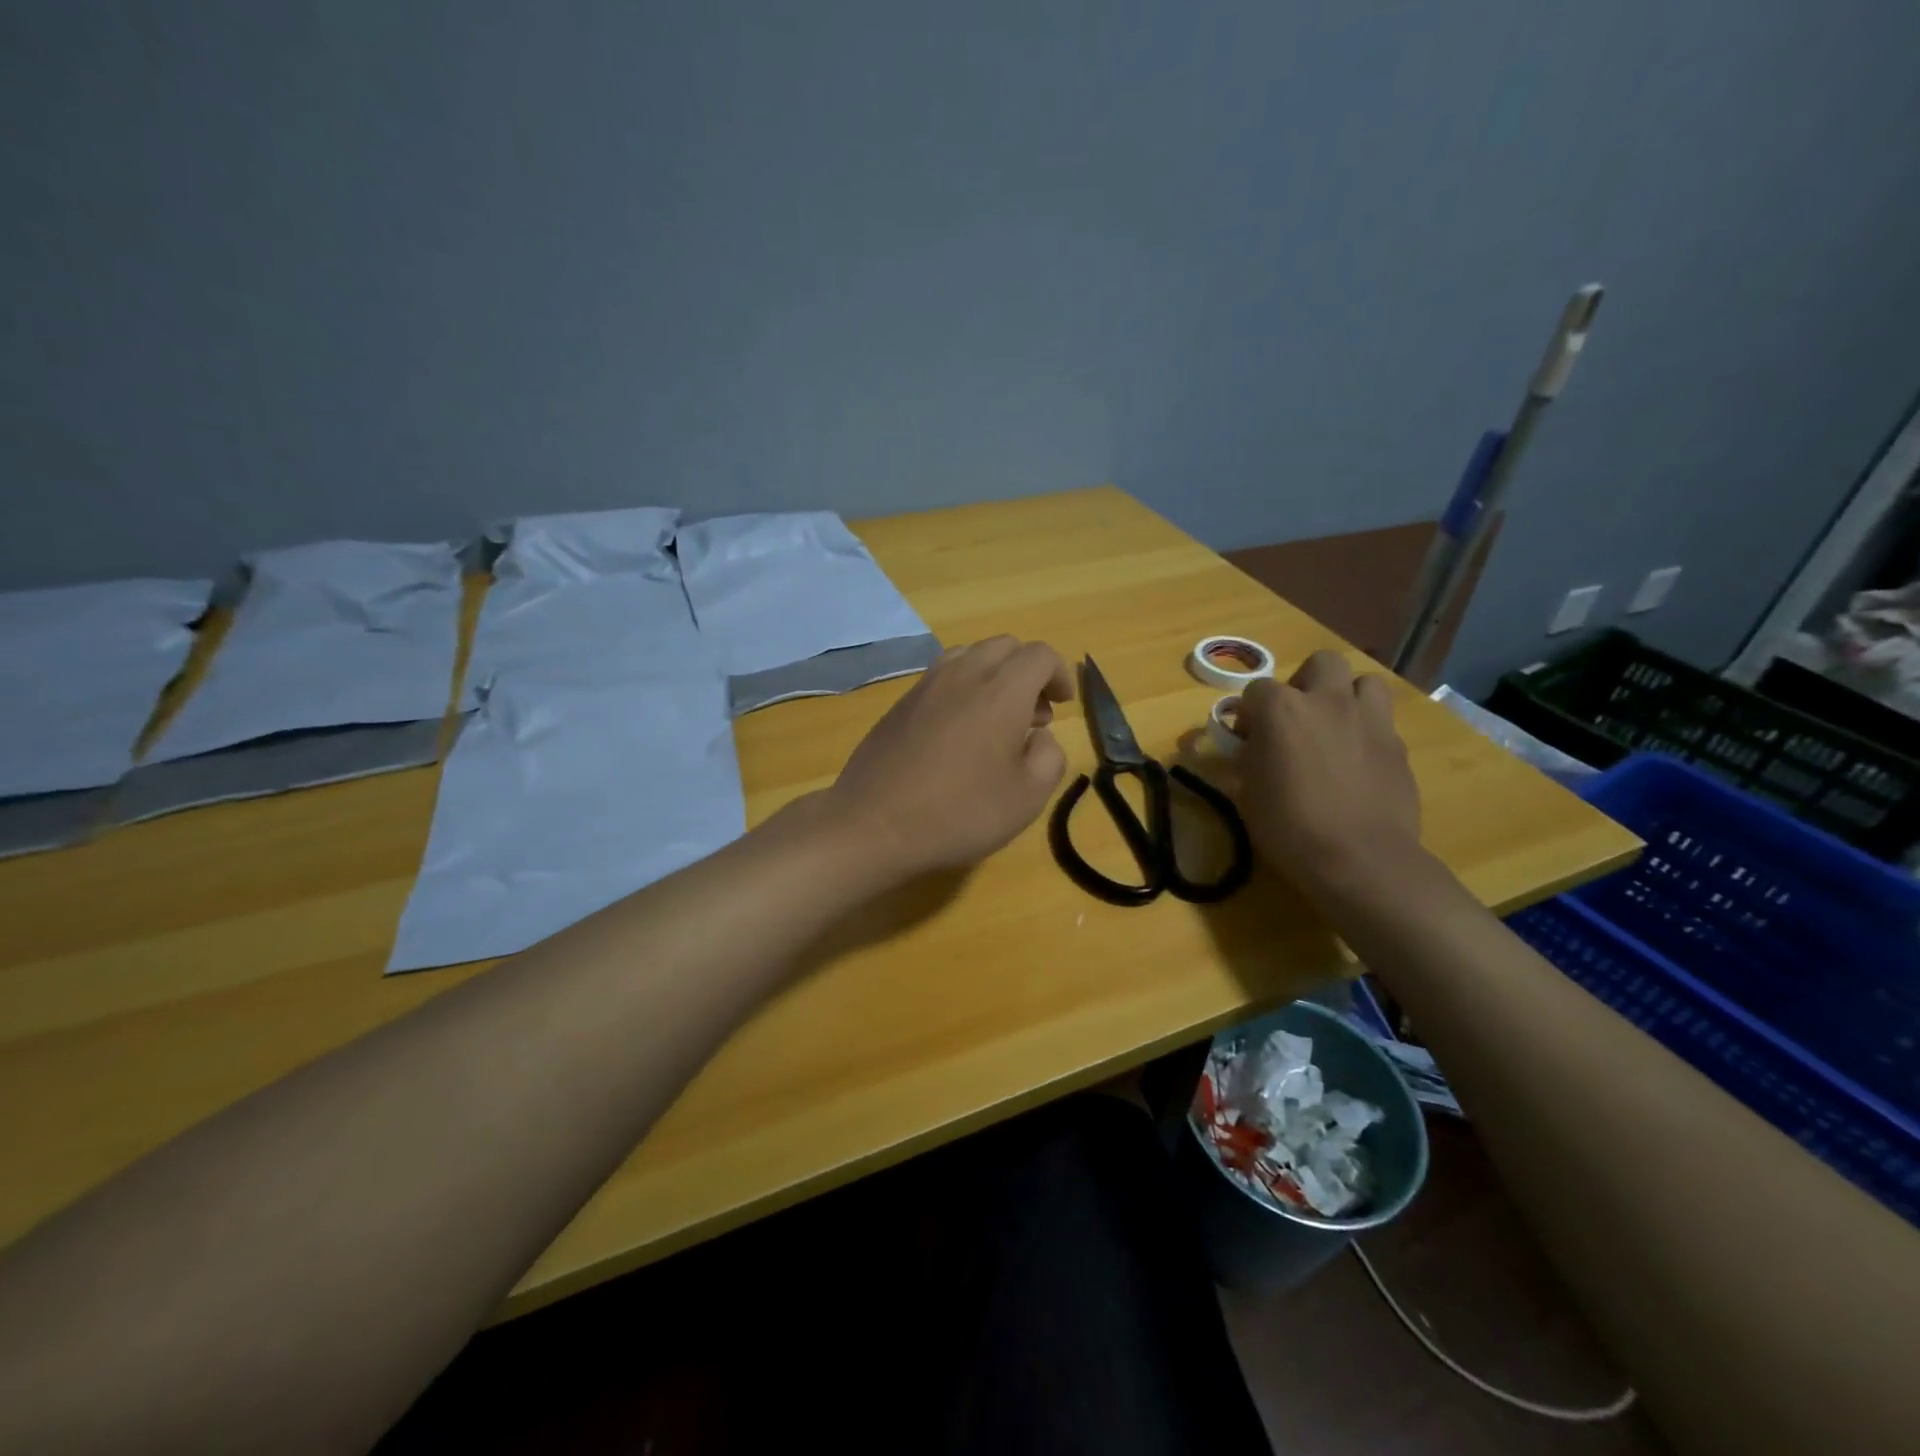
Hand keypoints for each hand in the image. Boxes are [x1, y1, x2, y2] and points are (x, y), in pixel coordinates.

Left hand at [823, 636, 1075, 878]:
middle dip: (1029, 671)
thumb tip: (1040, 736)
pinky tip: (959, 732)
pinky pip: (941, 677)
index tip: (1064, 704)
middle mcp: (962, 674)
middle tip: (1036, 714)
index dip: (1060, 674)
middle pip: (1004, 646)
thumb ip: (1050, 756)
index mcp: (1001, 691)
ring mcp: (925, 686)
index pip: (1040, 655)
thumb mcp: (1027, 797)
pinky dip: (963, 688)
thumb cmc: (959, 813)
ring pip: (969, 655)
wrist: (873, 825)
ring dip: (994, 675)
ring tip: (997, 718)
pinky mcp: (900, 703)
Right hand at [1231, 649, 1422, 896]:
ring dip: (1348, 698)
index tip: (1247, 740)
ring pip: (1365, 682)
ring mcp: (1370, 720)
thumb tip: (1251, 750)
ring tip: (1336, 729)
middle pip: (1322, 663)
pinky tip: (1358, 765)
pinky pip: (1382, 723)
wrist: (1360, 859)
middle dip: (1307, 683)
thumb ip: (1248, 760)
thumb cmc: (1288, 827)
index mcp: (1282, 710)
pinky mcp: (1398, 746)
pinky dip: (1367, 734)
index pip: (1256, 690)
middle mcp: (1328, 701)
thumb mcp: (1247, 794)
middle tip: (1298, 719)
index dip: (1249, 713)